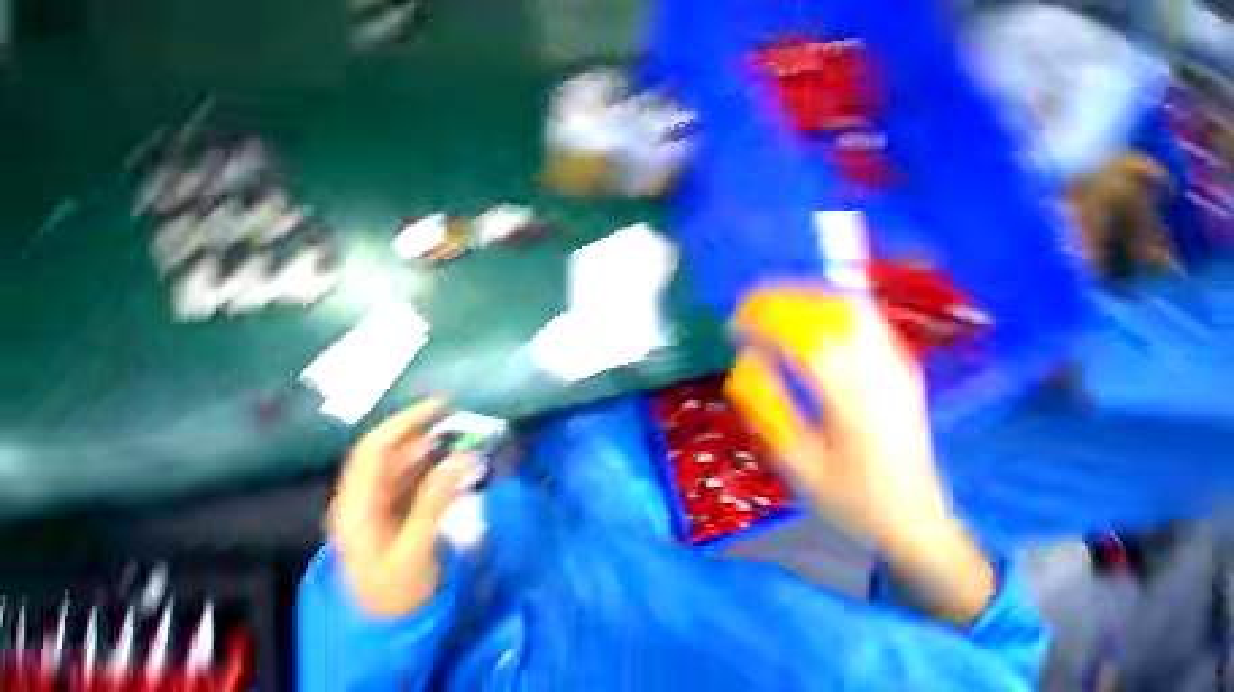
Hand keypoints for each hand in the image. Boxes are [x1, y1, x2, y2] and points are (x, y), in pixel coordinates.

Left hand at [328, 400, 479, 616]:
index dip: (406, 422)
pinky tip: (458, 464)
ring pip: (407, 463)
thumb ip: (435, 502)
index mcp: (356, 506)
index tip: (442, 406)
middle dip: (426, 433)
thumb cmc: (395, 593)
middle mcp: (364, 497)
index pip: (374, 449)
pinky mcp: (397, 508)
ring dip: (436, 448)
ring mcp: (380, 503)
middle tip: (463, 423)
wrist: (388, 625)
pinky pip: (418, 477)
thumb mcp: (414, 551)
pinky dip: (439, 466)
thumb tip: (463, 458)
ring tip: (467, 440)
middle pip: (392, 452)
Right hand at [727, 290, 993, 624]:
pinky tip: (805, 311)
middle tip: (746, 304)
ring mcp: (897, 367)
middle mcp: (882, 376)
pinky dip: (828, 305)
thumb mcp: (797, 465)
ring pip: (850, 308)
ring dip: (805, 297)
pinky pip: (863, 318)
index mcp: (855, 406)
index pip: (805, 342)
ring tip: (769, 301)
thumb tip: (747, 360)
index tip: (732, 327)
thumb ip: (767, 408)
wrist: (914, 521)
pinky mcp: (901, 366)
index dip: (763, 326)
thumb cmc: (850, 500)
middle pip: (831, 313)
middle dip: (782, 300)